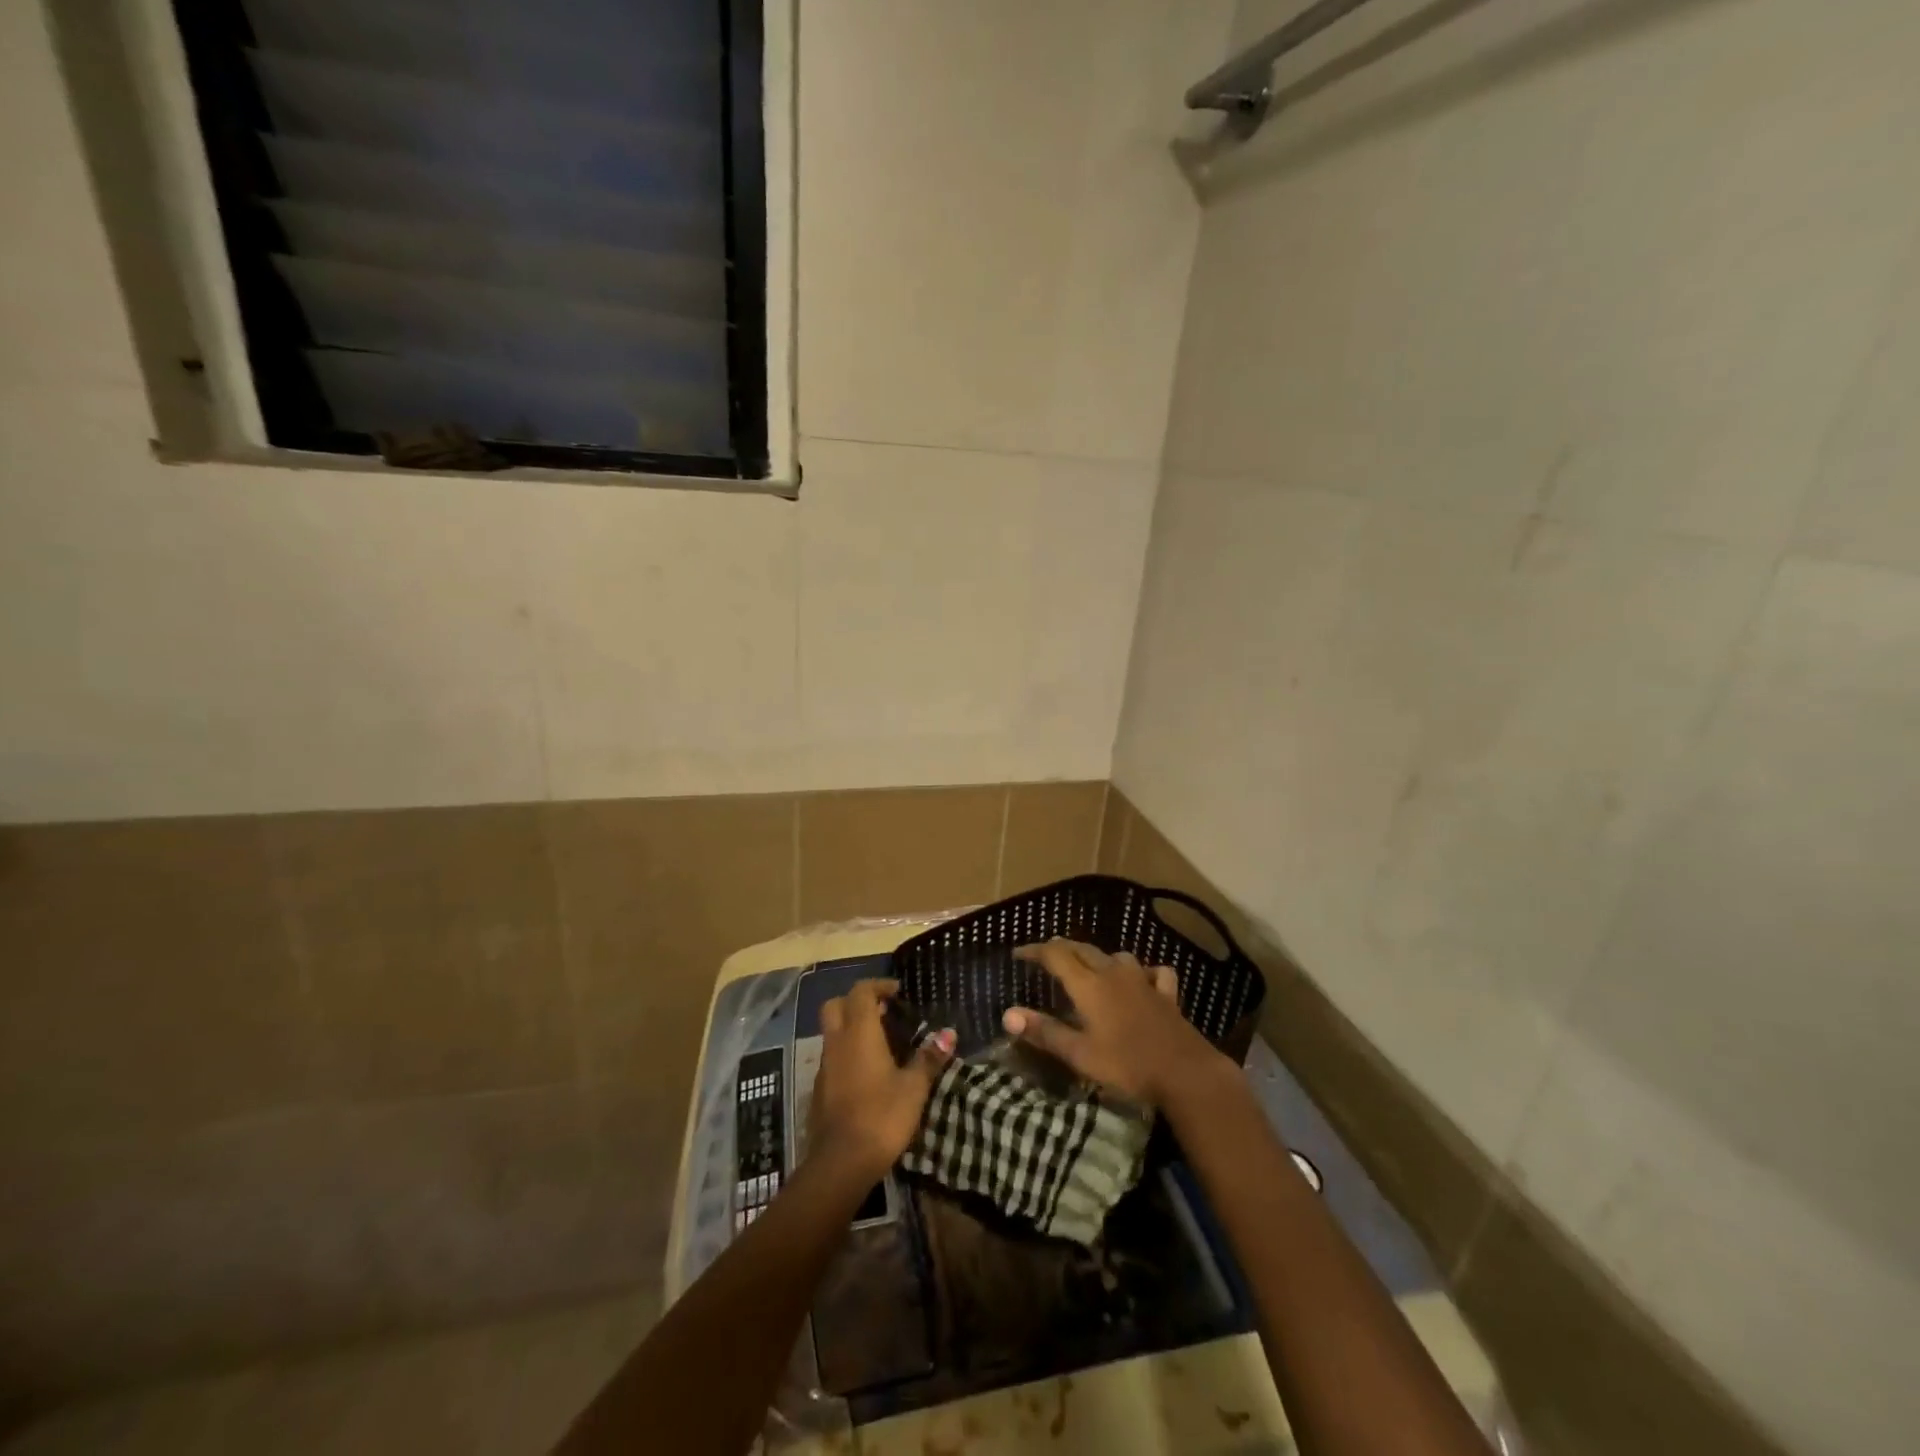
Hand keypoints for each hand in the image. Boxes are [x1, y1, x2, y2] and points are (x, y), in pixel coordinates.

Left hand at [809, 979, 954, 1181]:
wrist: (841, 1163)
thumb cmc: (882, 1116)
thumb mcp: (914, 1088)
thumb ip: (929, 1058)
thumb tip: (948, 1033)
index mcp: (859, 1032)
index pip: (861, 992)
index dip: (878, 986)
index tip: (897, 993)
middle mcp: (837, 1042)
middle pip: (836, 1006)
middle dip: (857, 1002)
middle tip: (883, 1012)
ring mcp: (824, 1066)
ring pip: (833, 1032)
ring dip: (852, 1029)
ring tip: (882, 1043)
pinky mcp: (820, 1089)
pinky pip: (832, 1057)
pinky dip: (847, 1053)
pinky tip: (868, 1073)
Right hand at [1004, 940, 1228, 1105]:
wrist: (1185, 1072)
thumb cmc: (1126, 1065)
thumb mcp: (1079, 1054)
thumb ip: (1044, 1031)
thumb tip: (1008, 1014)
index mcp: (1089, 985)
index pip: (1056, 955)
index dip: (1035, 951)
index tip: (1018, 954)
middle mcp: (1114, 973)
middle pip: (1083, 949)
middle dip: (1062, 949)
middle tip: (1045, 957)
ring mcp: (1143, 981)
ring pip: (1116, 956)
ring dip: (1098, 957)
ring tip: (1089, 968)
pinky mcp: (1166, 994)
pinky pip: (1153, 972)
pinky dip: (1143, 972)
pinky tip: (1143, 980)